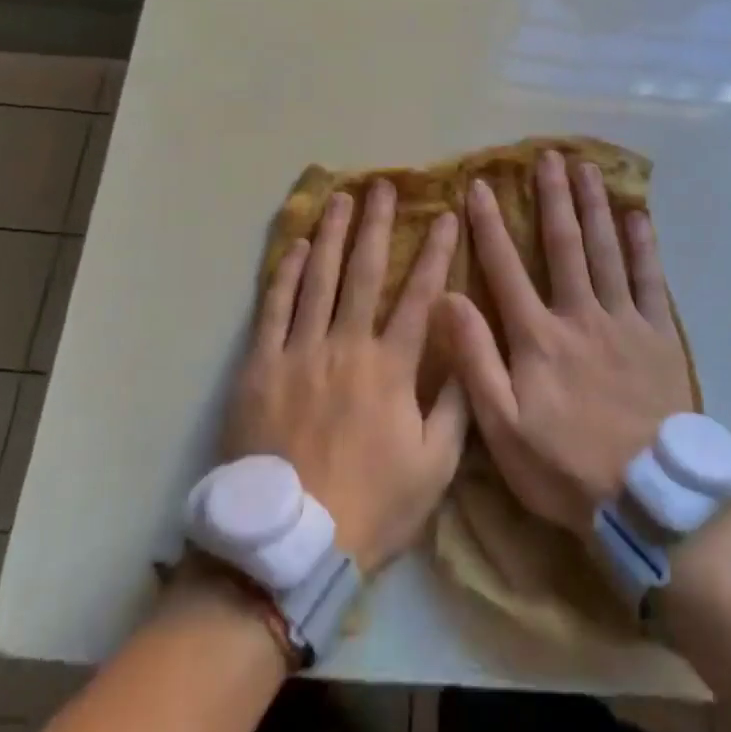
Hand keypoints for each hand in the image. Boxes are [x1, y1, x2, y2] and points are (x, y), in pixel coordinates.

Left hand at [222, 182, 467, 572]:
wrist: (289, 546)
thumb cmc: (370, 507)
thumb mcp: (434, 469)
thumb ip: (456, 407)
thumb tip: (470, 352)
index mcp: (391, 367)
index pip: (420, 294)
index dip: (435, 252)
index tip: (445, 215)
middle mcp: (346, 345)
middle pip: (364, 271)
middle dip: (377, 224)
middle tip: (382, 185)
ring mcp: (299, 351)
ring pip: (318, 278)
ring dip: (331, 234)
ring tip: (340, 198)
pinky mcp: (260, 366)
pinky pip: (273, 308)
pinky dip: (284, 273)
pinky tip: (294, 246)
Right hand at [441, 150, 693, 537]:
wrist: (646, 499)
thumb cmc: (565, 467)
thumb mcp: (502, 427)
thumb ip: (475, 359)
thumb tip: (447, 298)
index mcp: (538, 336)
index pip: (506, 267)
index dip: (489, 224)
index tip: (479, 185)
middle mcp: (580, 314)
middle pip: (564, 244)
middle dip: (553, 197)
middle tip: (548, 156)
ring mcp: (624, 320)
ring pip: (606, 250)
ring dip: (594, 205)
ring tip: (587, 168)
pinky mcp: (659, 335)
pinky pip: (651, 279)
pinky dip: (643, 244)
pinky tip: (637, 215)